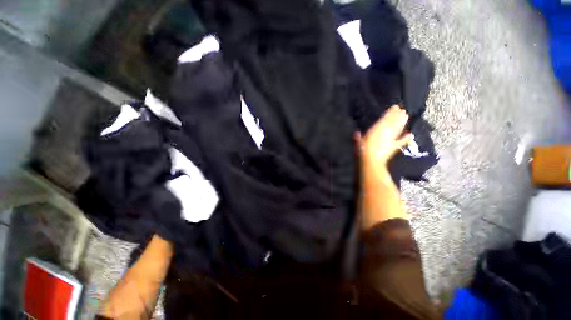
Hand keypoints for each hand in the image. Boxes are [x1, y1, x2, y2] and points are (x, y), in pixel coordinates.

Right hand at [358, 105, 411, 168]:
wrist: (371, 162)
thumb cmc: (362, 151)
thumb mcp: (358, 143)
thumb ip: (357, 137)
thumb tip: (355, 133)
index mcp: (376, 130)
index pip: (385, 119)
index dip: (390, 113)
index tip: (395, 107)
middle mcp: (385, 133)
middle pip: (393, 123)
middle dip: (398, 116)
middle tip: (403, 110)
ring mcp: (390, 140)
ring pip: (398, 129)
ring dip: (402, 122)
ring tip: (406, 116)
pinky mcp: (394, 147)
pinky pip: (401, 141)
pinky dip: (406, 138)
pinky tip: (410, 134)